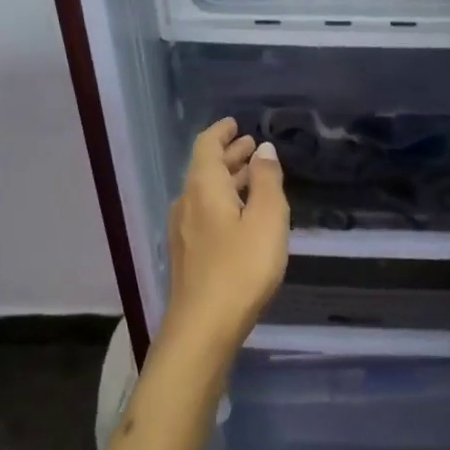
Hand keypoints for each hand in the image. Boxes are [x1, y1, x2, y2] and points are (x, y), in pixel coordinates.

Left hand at [160, 118, 288, 352]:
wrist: (204, 325)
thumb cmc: (241, 268)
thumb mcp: (266, 220)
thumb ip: (266, 181)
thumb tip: (263, 150)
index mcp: (203, 187)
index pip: (206, 146)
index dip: (221, 132)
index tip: (236, 123)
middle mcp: (187, 202)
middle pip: (205, 169)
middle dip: (229, 155)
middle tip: (252, 147)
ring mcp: (183, 230)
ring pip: (205, 193)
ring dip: (228, 180)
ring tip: (252, 176)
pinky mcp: (188, 254)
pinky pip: (205, 213)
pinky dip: (224, 202)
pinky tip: (240, 215)